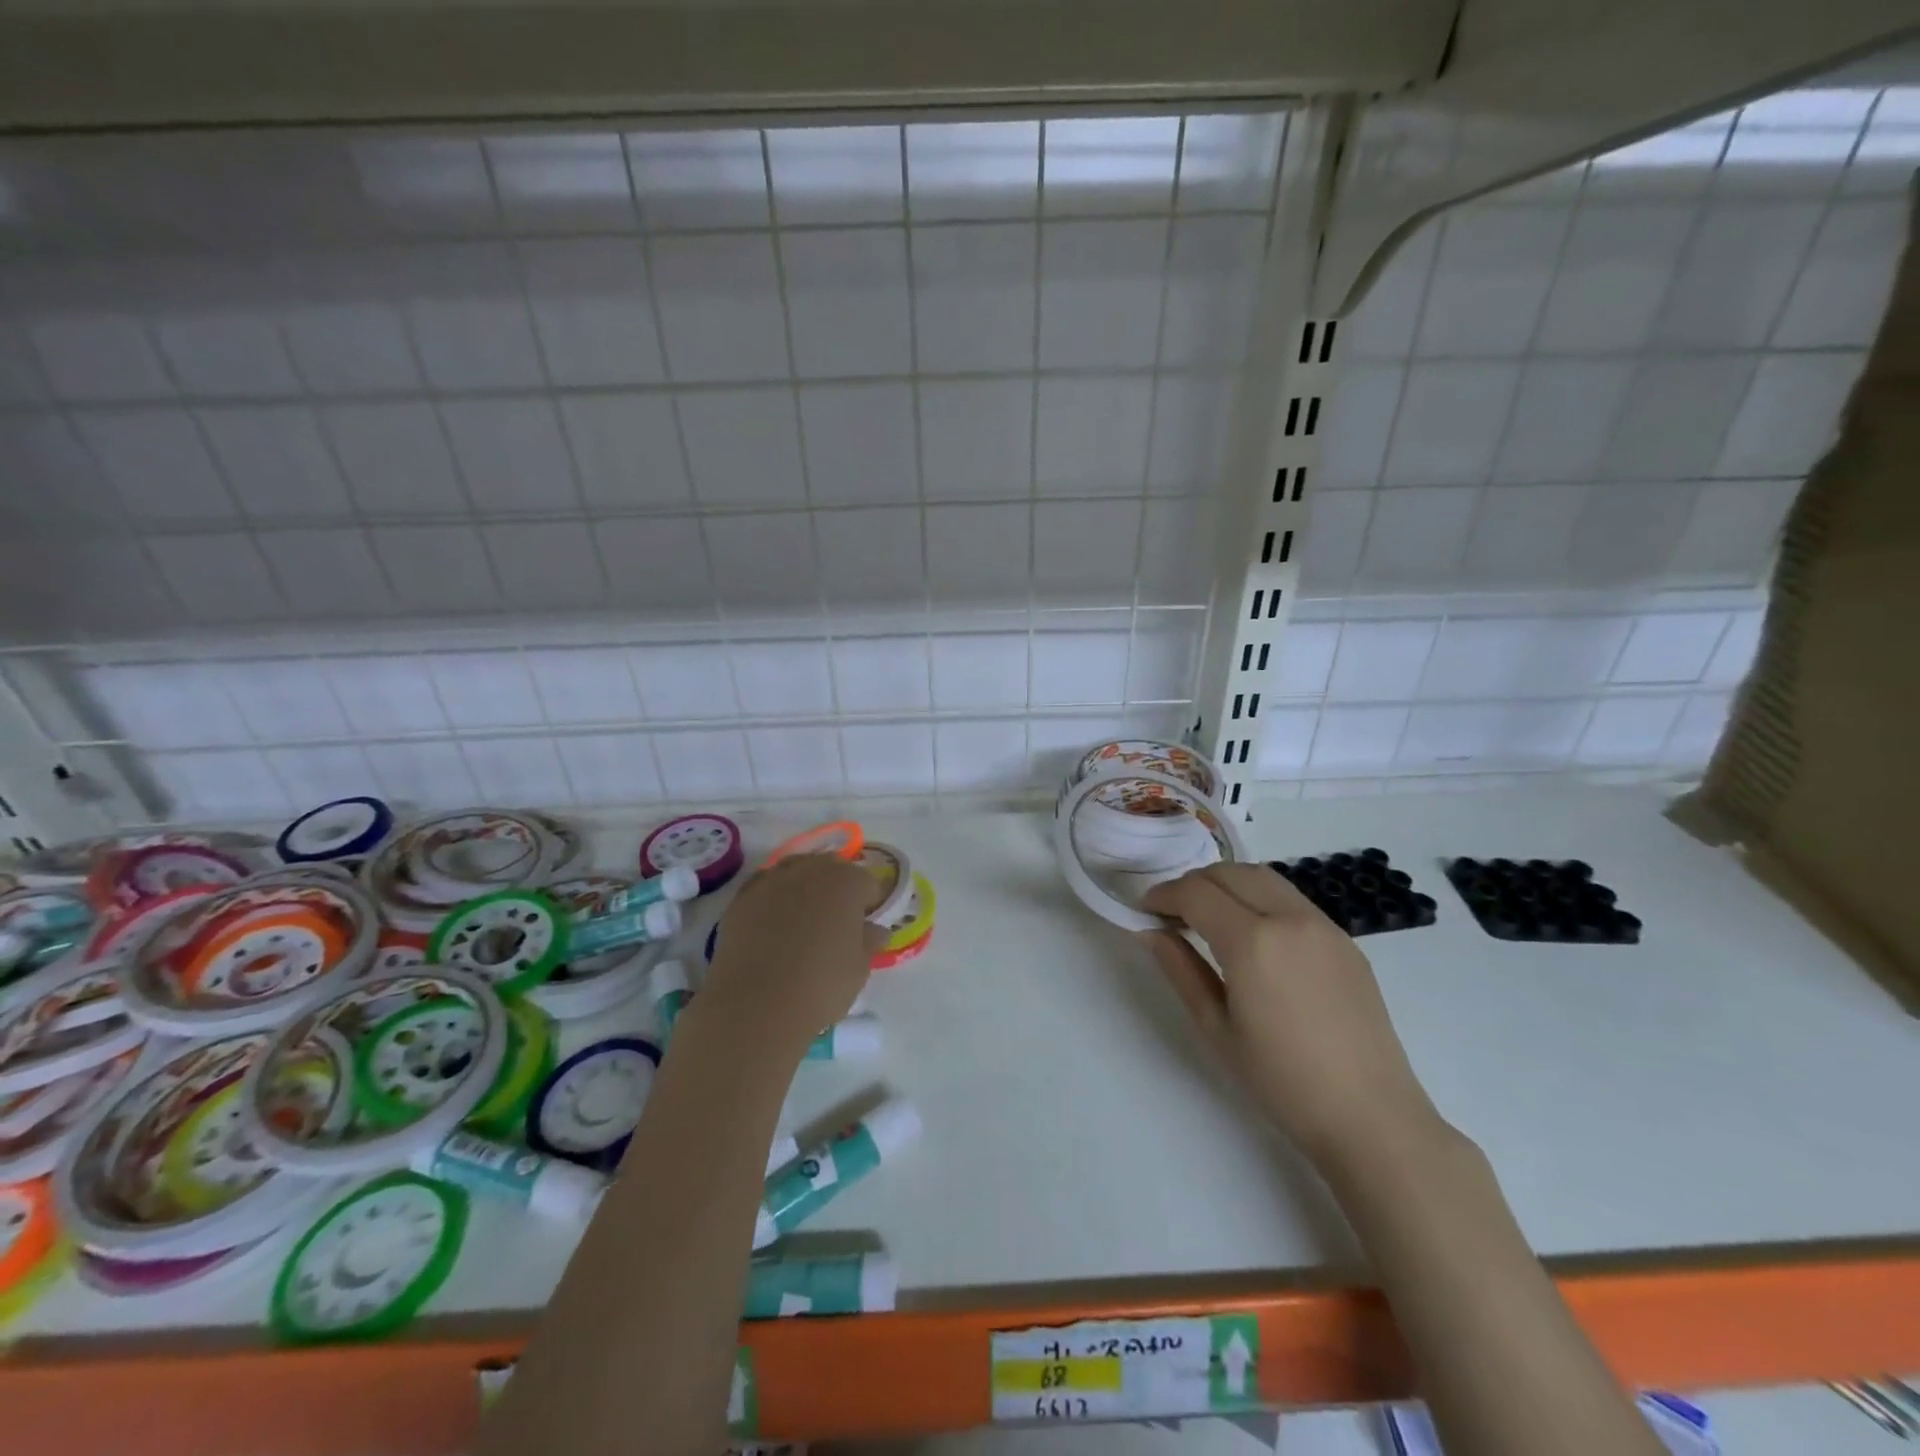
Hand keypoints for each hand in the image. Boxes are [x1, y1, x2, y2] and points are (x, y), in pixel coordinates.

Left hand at [703, 855, 885, 1053]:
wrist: (754, 1007)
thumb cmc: (820, 986)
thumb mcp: (859, 969)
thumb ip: (869, 941)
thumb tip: (873, 930)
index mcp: (846, 882)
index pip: (867, 882)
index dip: (869, 903)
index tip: (864, 927)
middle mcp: (809, 870)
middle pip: (830, 868)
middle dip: (836, 889)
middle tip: (835, 924)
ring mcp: (771, 881)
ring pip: (795, 873)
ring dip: (804, 889)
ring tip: (801, 923)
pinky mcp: (741, 899)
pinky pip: (766, 889)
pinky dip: (773, 900)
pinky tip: (772, 928)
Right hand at [1140, 864, 1442, 1170]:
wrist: (1370, 1117)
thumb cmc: (1281, 1080)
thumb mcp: (1216, 1028)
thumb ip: (1180, 969)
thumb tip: (1151, 931)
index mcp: (1253, 941)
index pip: (1196, 893)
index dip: (1163, 895)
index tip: (1144, 911)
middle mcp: (1289, 918)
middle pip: (1229, 873)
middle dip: (1192, 883)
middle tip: (1172, 912)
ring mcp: (1323, 925)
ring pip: (1263, 877)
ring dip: (1226, 883)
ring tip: (1208, 915)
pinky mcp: (1344, 940)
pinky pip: (1291, 899)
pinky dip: (1258, 897)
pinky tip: (1251, 933)